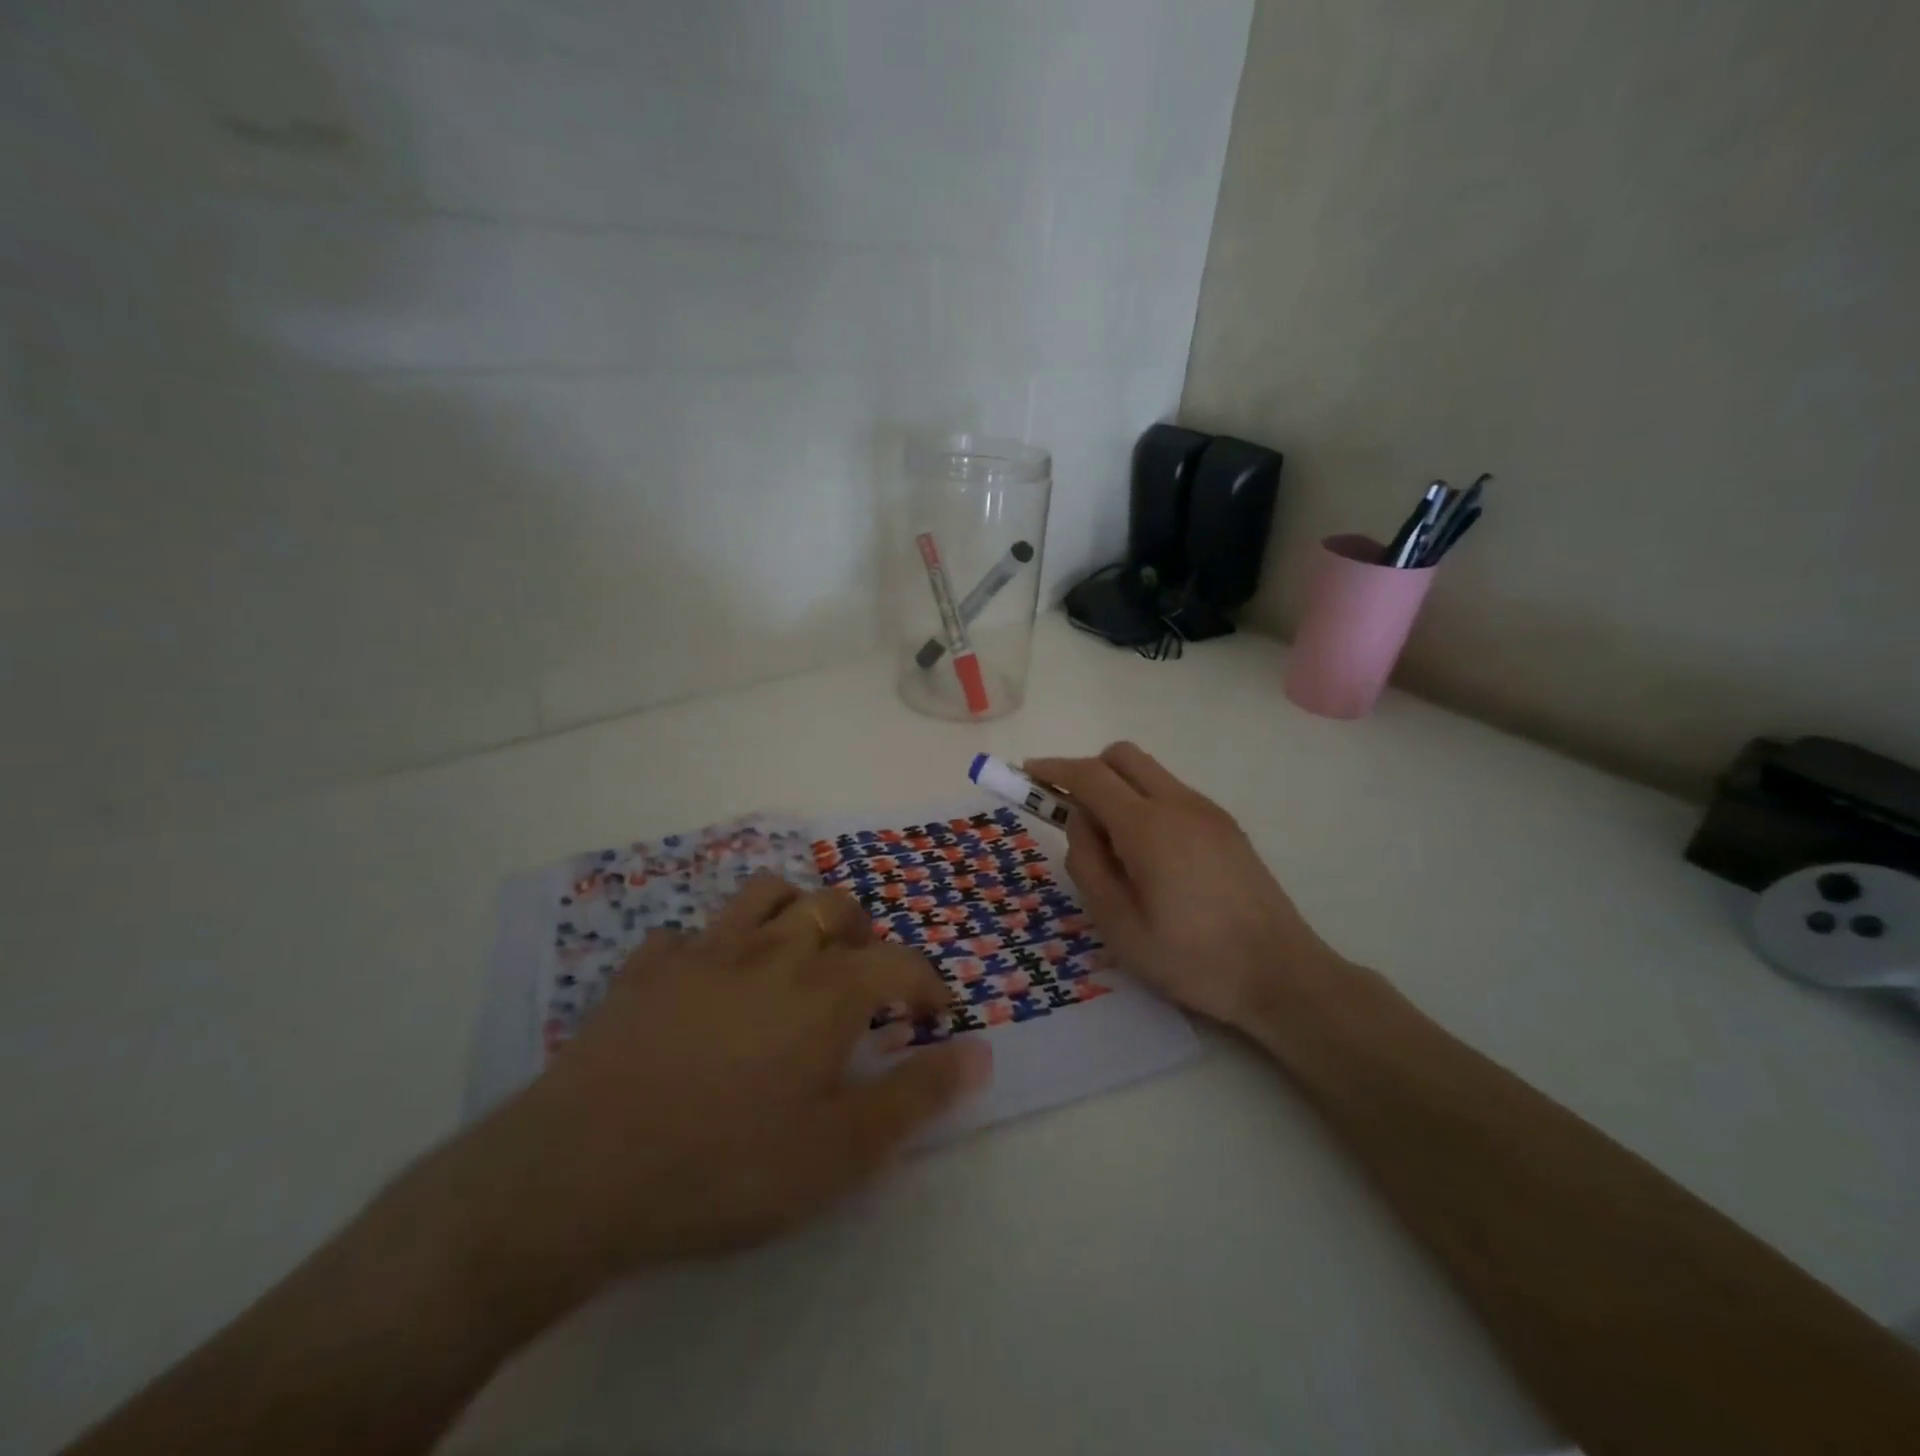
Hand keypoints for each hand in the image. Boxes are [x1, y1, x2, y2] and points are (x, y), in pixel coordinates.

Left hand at [451, 876, 991, 1295]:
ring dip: (795, 910)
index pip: (901, 961)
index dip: (929, 982)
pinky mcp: (646, 968)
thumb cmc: (728, 1165)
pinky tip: (705, 984)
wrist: (584, 1171)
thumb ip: (917, 1096)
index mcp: (827, 989)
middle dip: (864, 933)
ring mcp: (705, 951)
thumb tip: (980, 1051)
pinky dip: (711, 948)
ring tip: (798, 949)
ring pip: (765, 893)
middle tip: (866, 973)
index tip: (937, 1011)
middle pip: (836, 907)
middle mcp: (774, 950)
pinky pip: (688, 934)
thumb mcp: (841, 1151)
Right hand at [1026, 743, 1348, 1032]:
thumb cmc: (1191, 958)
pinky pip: (1172, 794)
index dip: (1053, 769)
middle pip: (1122, 756)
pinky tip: (1150, 857)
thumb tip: (1080, 821)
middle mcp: (1179, 803)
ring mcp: (1208, 811)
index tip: (1028, 772)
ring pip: (1149, 773)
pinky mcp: (1226, 826)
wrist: (1281, 974)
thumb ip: (1087, 863)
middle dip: (1088, 771)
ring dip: (1118, 788)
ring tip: (1113, 848)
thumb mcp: (1118, 924)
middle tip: (1069, 812)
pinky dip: (1145, 803)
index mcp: (1148, 826)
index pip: (1090, 775)